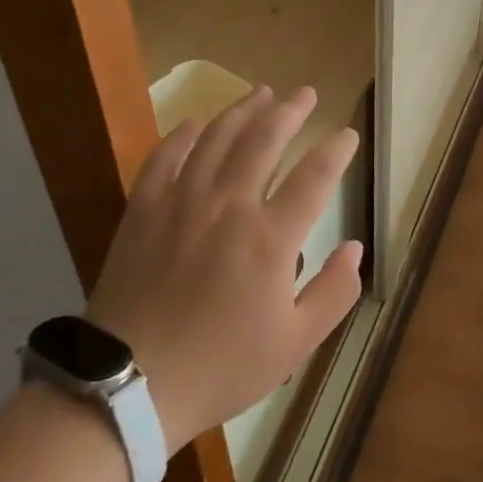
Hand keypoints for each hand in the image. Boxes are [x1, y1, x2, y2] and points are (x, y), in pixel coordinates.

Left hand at [86, 86, 362, 450]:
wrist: (128, 388)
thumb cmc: (220, 366)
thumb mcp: (294, 343)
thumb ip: (334, 293)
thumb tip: (355, 249)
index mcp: (270, 239)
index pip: (315, 177)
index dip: (336, 150)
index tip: (347, 135)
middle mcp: (229, 207)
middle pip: (264, 140)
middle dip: (290, 111)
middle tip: (305, 94)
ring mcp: (181, 203)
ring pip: (217, 139)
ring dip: (242, 111)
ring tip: (261, 93)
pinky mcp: (143, 211)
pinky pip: (164, 158)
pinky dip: (181, 135)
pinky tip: (195, 124)